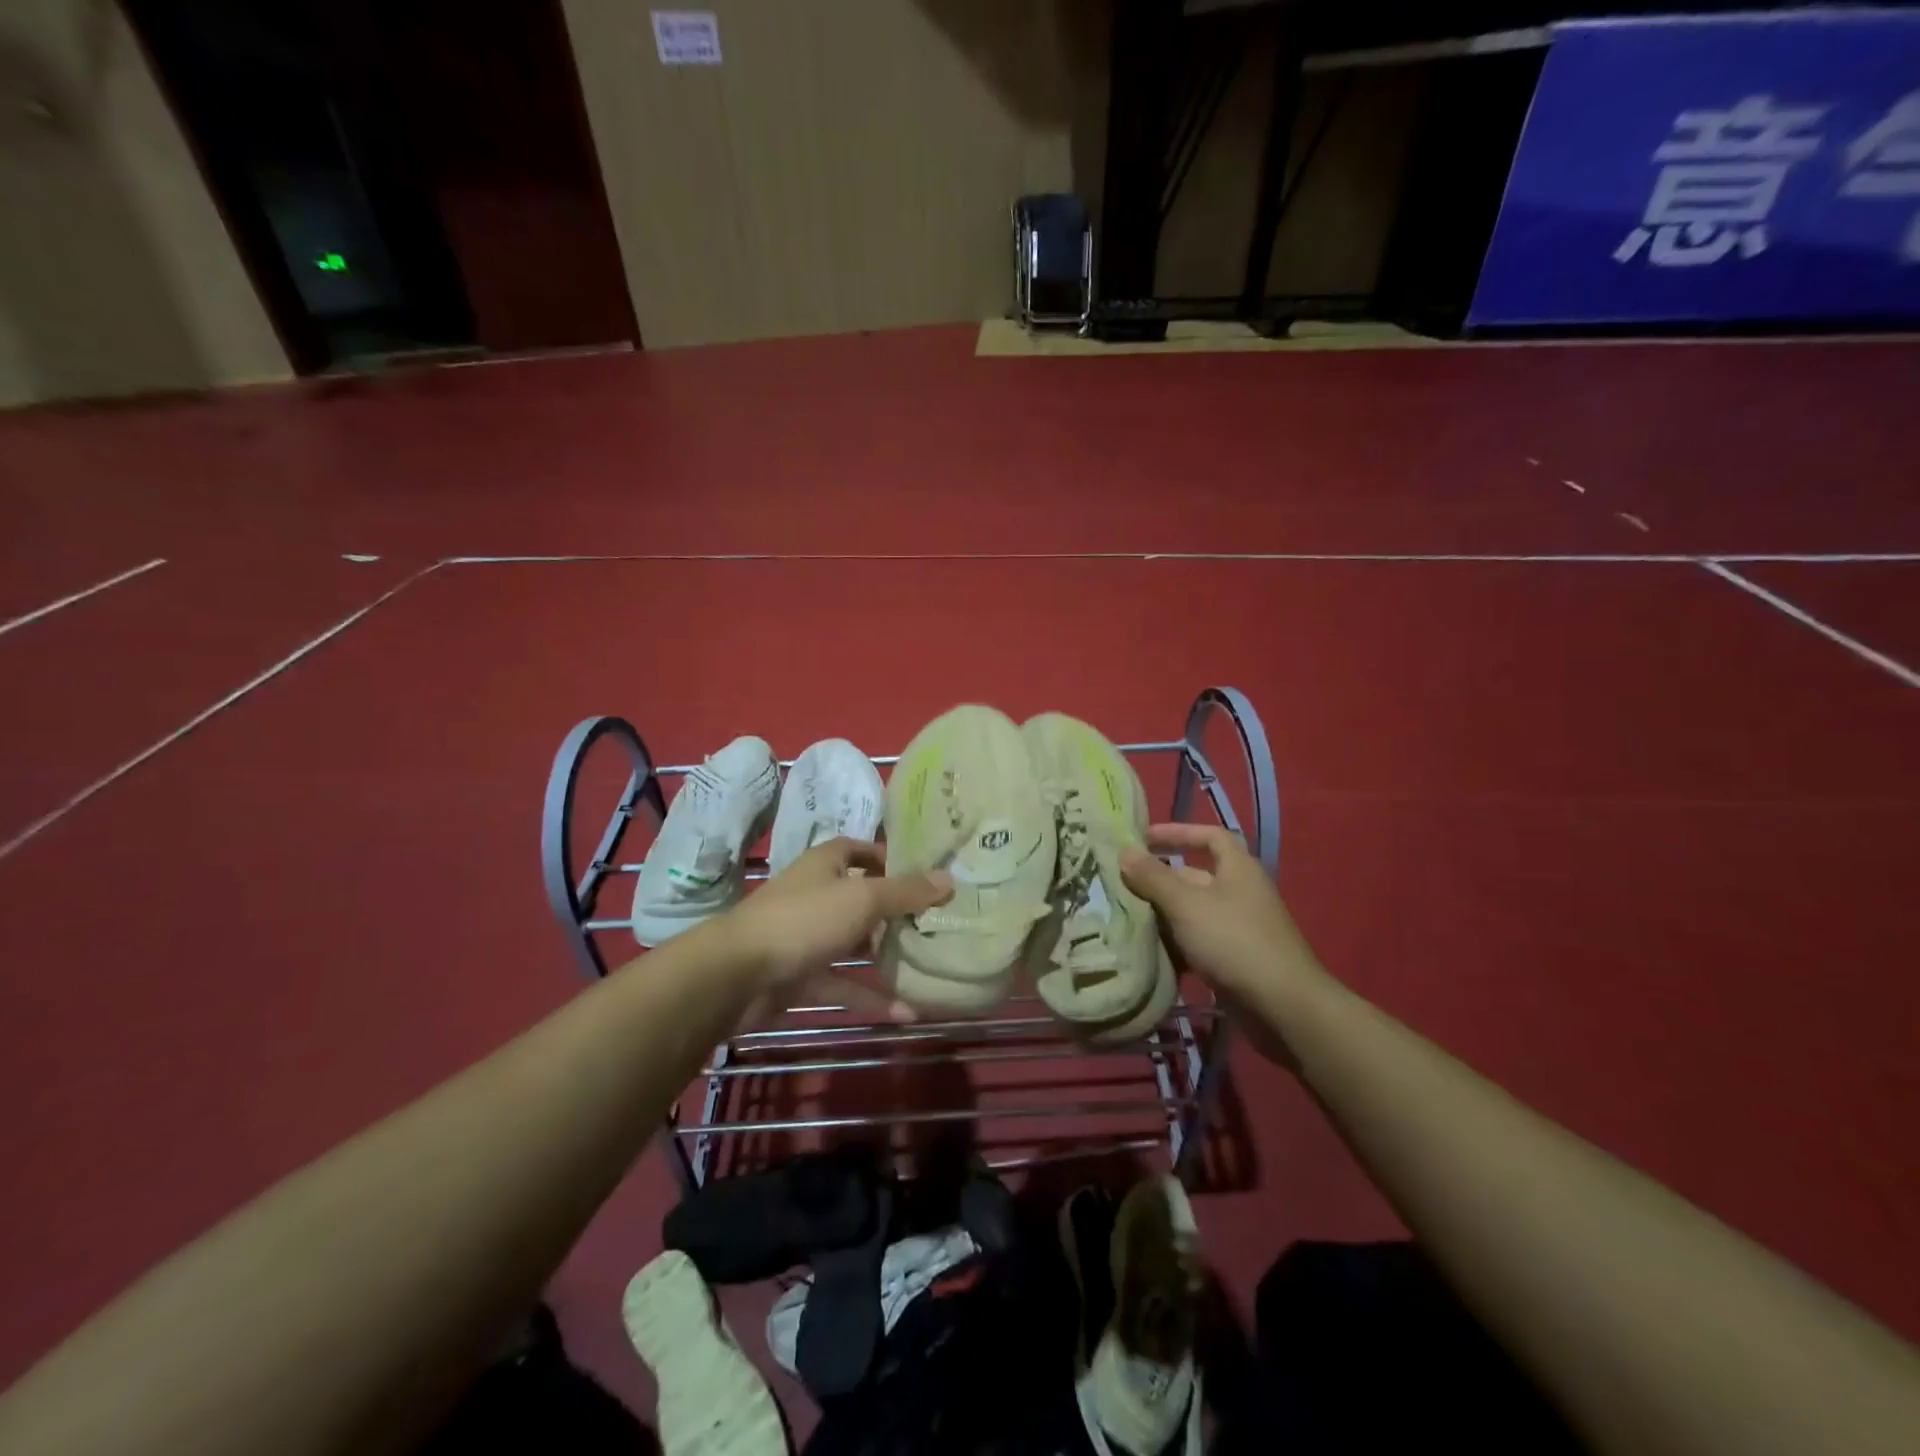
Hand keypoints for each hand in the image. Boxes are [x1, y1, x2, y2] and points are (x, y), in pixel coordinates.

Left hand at [714, 838, 950, 1028]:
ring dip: (885, 955)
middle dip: (895, 910)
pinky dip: (870, 997)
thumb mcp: (863, 899)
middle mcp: (816, 894)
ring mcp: (807, 936)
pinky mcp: (801, 975)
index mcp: (825, 864)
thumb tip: (949, 879)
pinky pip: (843, 983)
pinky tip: (906, 1014)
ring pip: (854, 943)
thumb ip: (906, 892)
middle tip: (937, 921)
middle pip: (861, 897)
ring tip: (928, 963)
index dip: (889, 858)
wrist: (738, 974)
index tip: (925, 873)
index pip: (860, 849)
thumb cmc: (804, 919)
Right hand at [1120, 823, 1324, 1006]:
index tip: (1143, 839)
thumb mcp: (1186, 904)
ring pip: (1192, 911)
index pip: (1208, 836)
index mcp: (1237, 868)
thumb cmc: (1233, 941)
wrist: (1282, 1006)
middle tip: (1120, 885)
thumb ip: (1153, 877)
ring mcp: (1239, 927)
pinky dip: (1175, 943)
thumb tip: (1125, 851)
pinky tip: (1149, 951)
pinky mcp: (1235, 958)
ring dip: (1163, 914)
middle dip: (1159, 879)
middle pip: (1194, 876)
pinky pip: (1198, 941)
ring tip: (1126, 918)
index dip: (1177, 832)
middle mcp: (1240, 892)